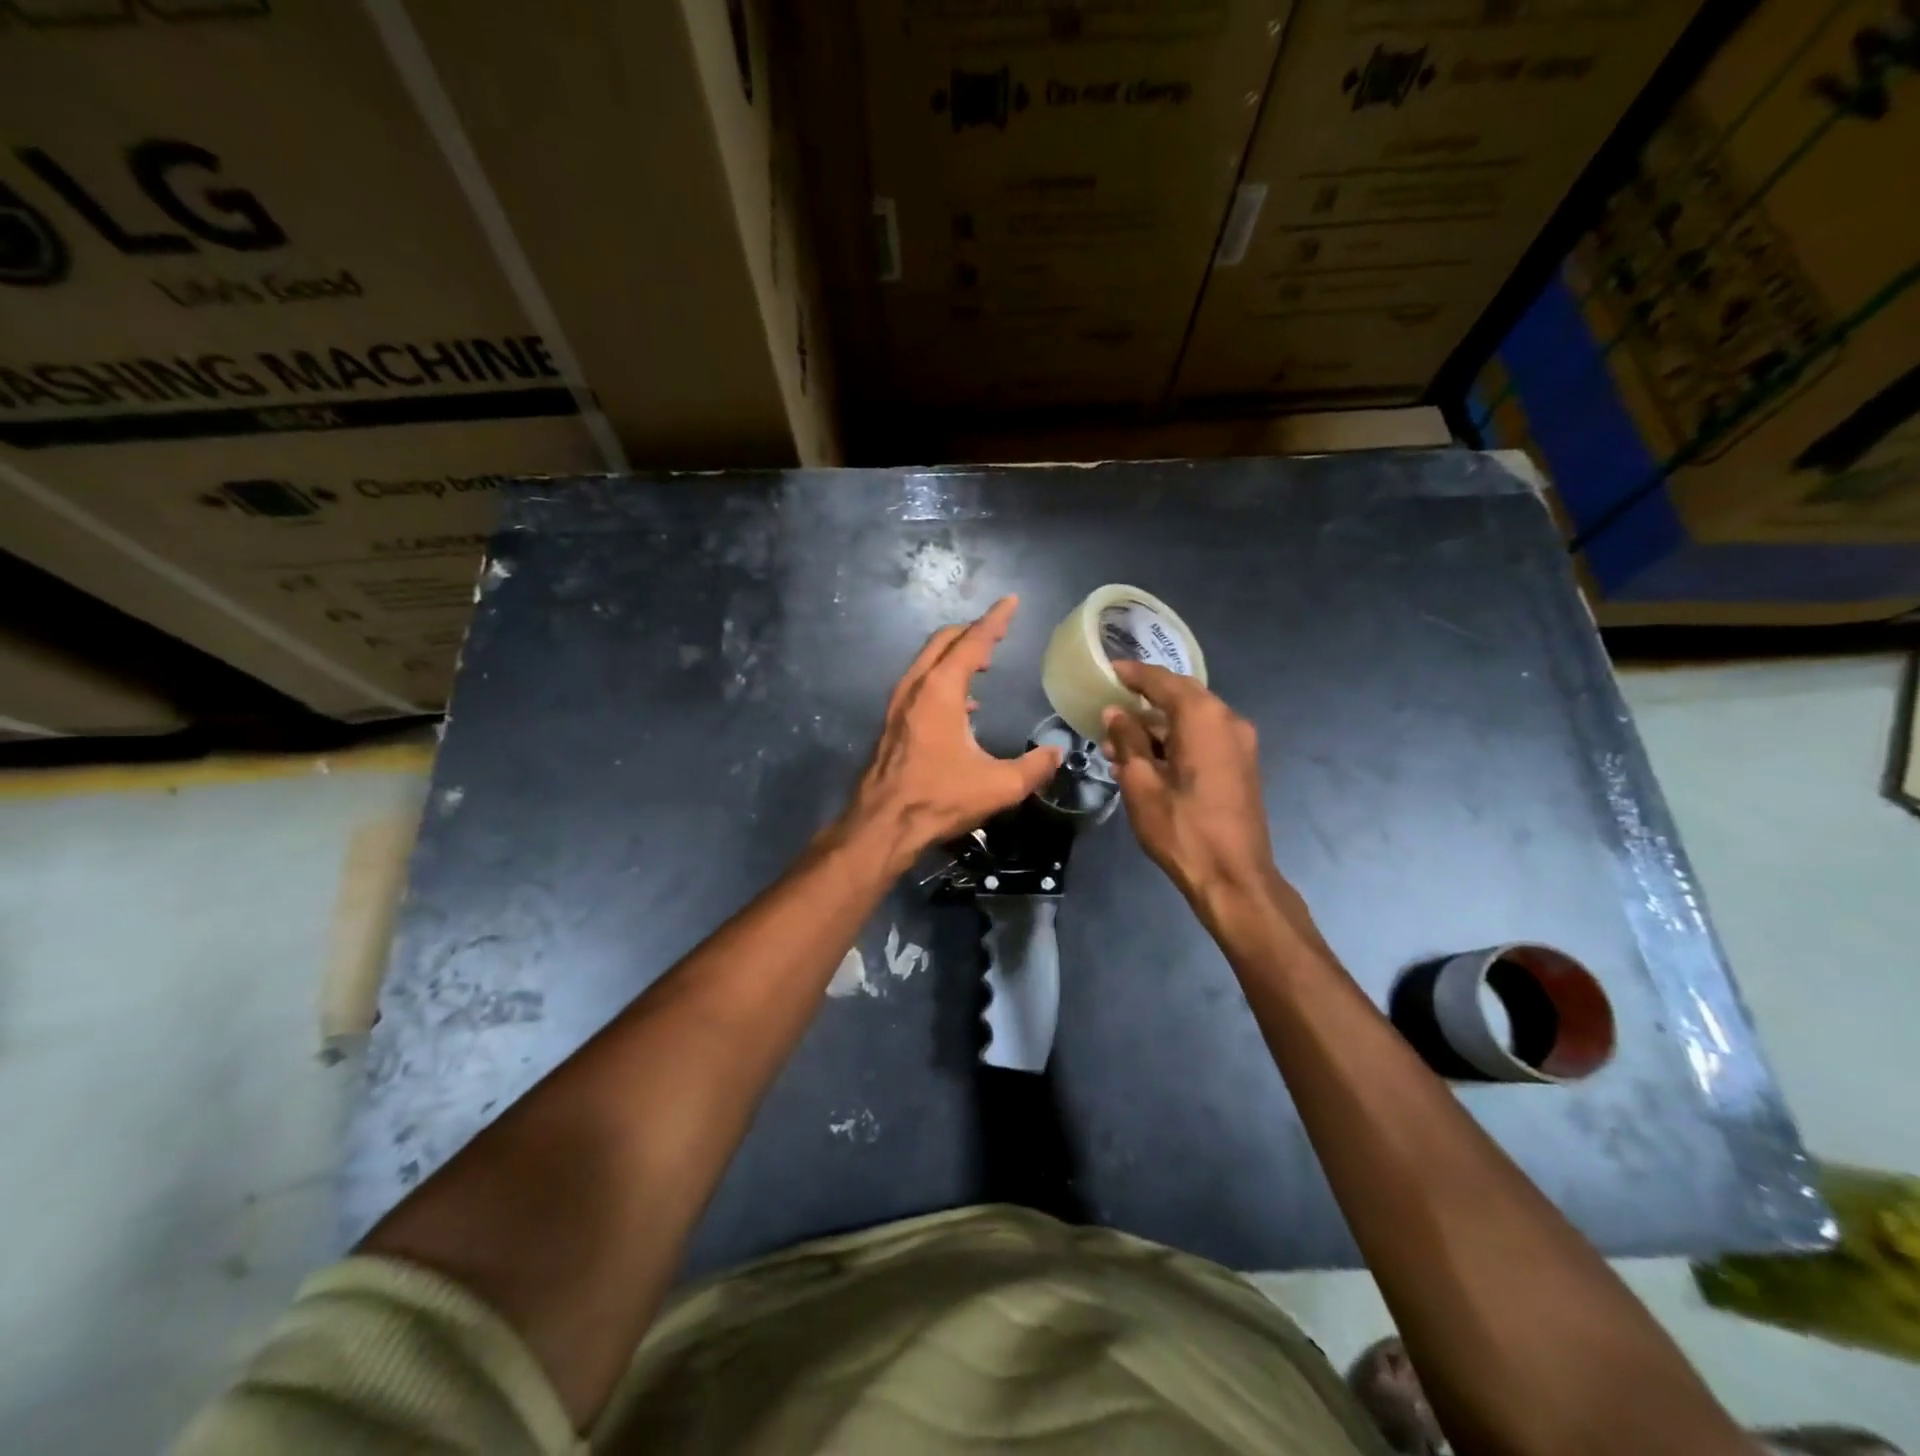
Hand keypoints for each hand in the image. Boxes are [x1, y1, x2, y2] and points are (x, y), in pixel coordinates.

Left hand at [846, 596, 1060, 868]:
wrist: (881, 825)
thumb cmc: (938, 799)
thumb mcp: (998, 786)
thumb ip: (1034, 767)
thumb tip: (1056, 753)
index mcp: (941, 691)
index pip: (972, 642)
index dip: (995, 620)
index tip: (1011, 602)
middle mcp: (915, 688)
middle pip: (943, 642)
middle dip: (971, 632)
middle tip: (998, 633)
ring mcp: (898, 705)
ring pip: (927, 662)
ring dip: (954, 655)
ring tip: (983, 664)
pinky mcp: (892, 723)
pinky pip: (920, 684)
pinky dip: (942, 679)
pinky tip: (963, 705)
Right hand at [1101, 660, 1288, 914]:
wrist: (1234, 877)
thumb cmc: (1182, 829)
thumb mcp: (1141, 784)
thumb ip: (1128, 741)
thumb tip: (1115, 714)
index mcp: (1203, 718)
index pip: (1162, 681)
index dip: (1133, 673)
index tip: (1108, 669)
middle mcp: (1227, 720)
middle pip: (1182, 695)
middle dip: (1146, 697)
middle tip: (1112, 700)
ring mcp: (1240, 742)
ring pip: (1192, 718)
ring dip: (1158, 724)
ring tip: (1119, 739)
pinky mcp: (1241, 764)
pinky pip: (1204, 737)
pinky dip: (1176, 739)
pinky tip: (1147, 757)